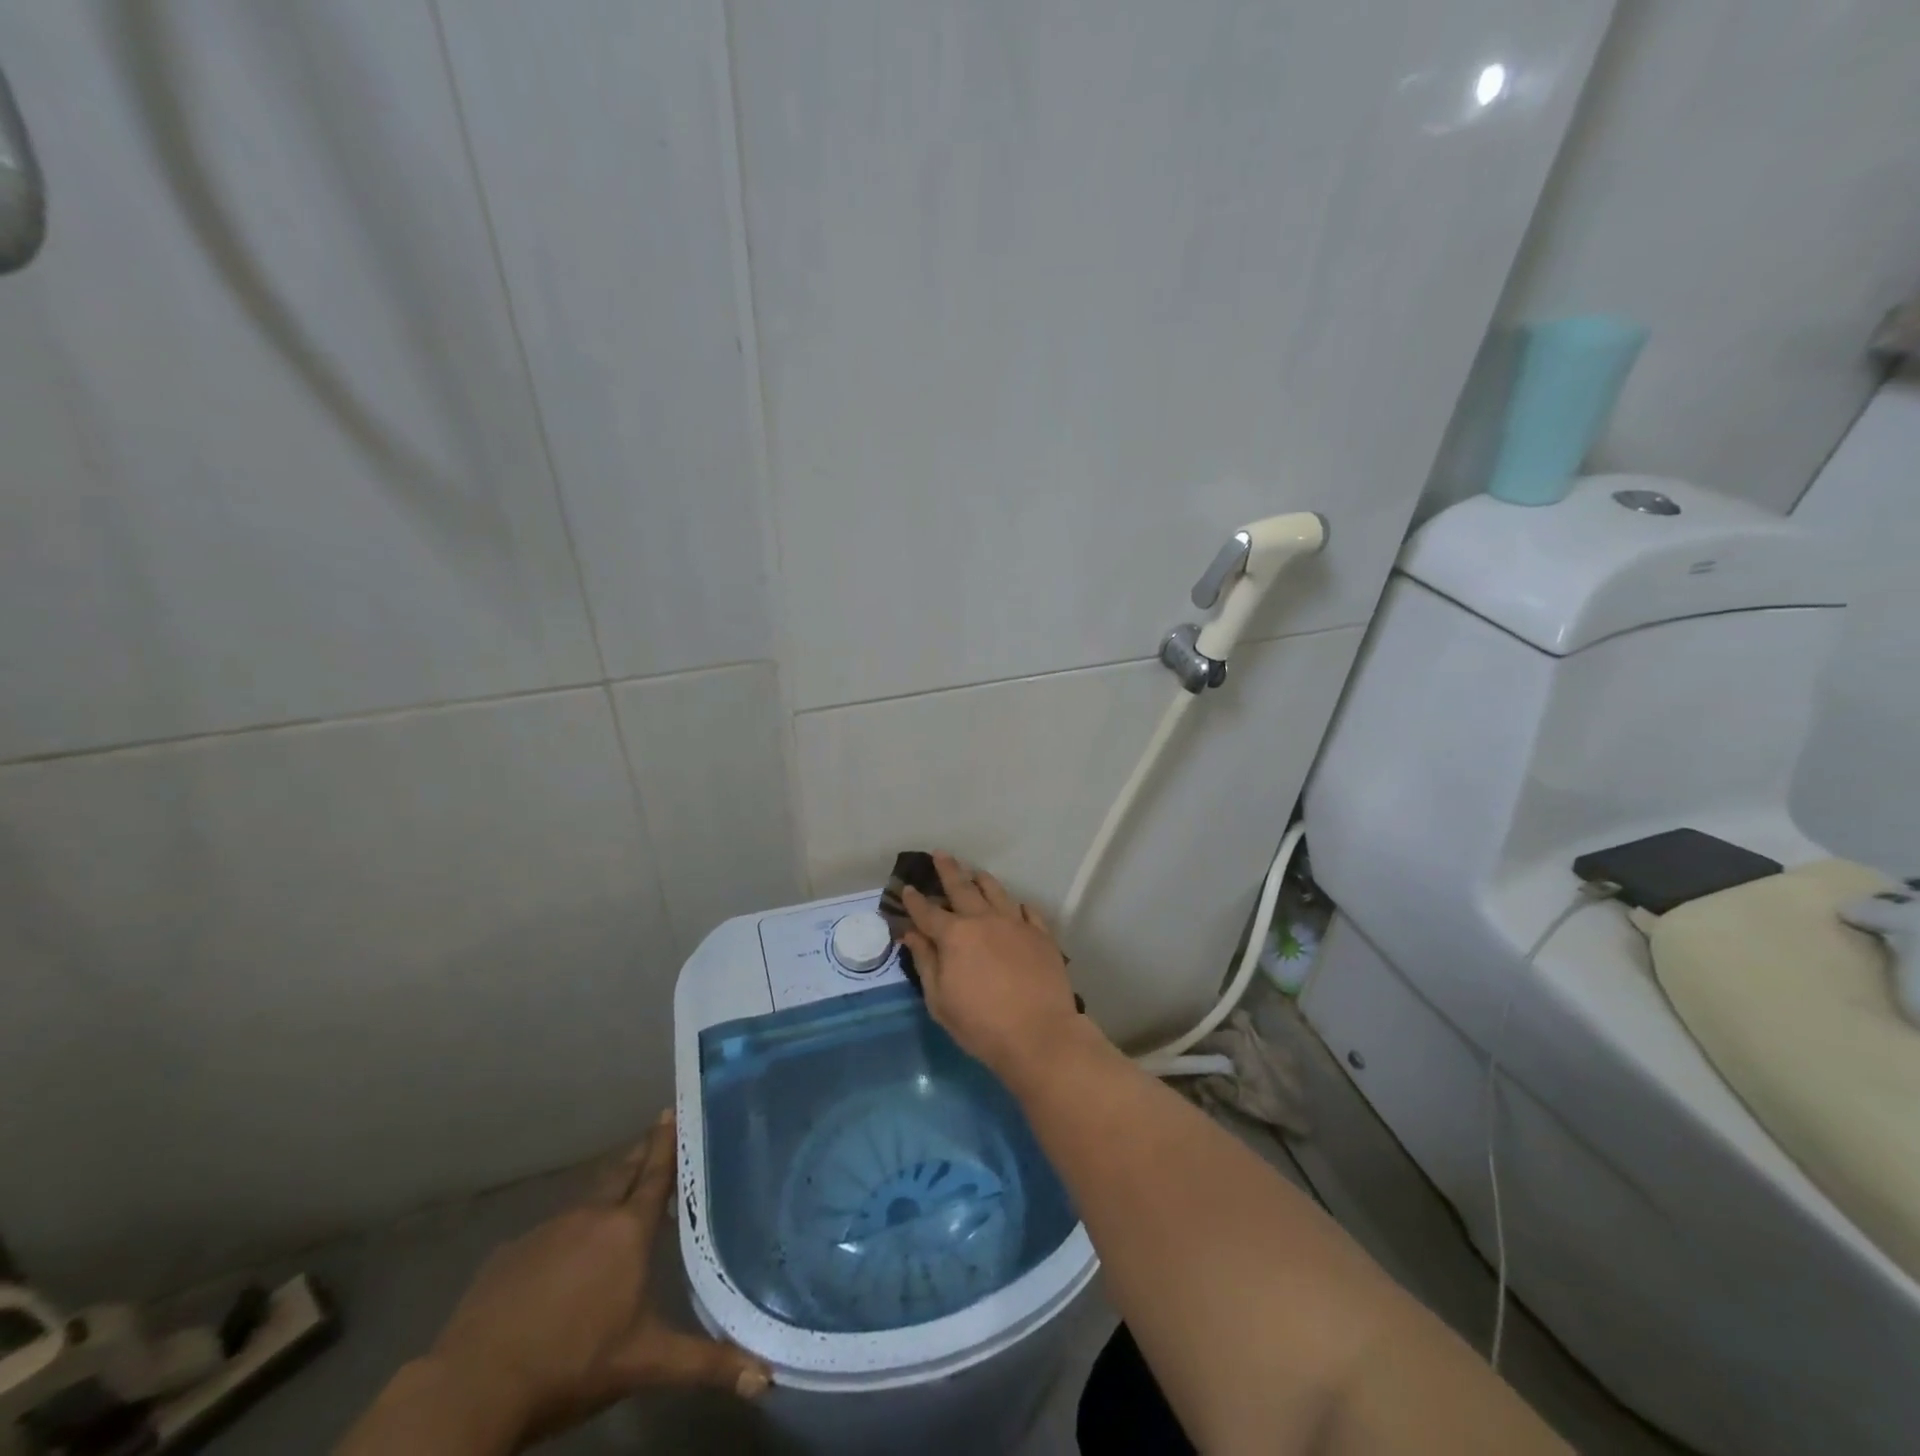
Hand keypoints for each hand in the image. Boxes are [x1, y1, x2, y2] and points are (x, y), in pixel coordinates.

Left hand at [427, 1111, 769, 1446]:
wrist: (473, 1386)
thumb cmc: (572, 1365)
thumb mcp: (645, 1363)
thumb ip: (705, 1363)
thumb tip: (765, 1377)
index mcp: (628, 1231)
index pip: (656, 1172)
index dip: (666, 1141)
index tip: (673, 1109)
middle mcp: (592, 1216)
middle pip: (622, 1172)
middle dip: (641, 1154)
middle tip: (656, 1134)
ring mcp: (547, 1230)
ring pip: (586, 1200)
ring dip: (606, 1192)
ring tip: (618, 1194)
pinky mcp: (510, 1253)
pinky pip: (549, 1231)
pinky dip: (566, 1232)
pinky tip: (562, 1256)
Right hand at [899, 851, 1103, 1087]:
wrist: (1039, 1034)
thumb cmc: (981, 1025)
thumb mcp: (940, 1001)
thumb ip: (926, 963)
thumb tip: (912, 935)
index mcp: (955, 936)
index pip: (928, 912)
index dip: (915, 900)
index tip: (907, 887)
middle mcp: (984, 920)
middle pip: (962, 888)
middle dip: (948, 870)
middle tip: (940, 854)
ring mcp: (1016, 923)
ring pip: (996, 891)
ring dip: (982, 880)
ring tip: (975, 872)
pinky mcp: (1041, 934)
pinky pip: (1027, 910)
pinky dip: (1017, 905)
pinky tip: (1015, 905)